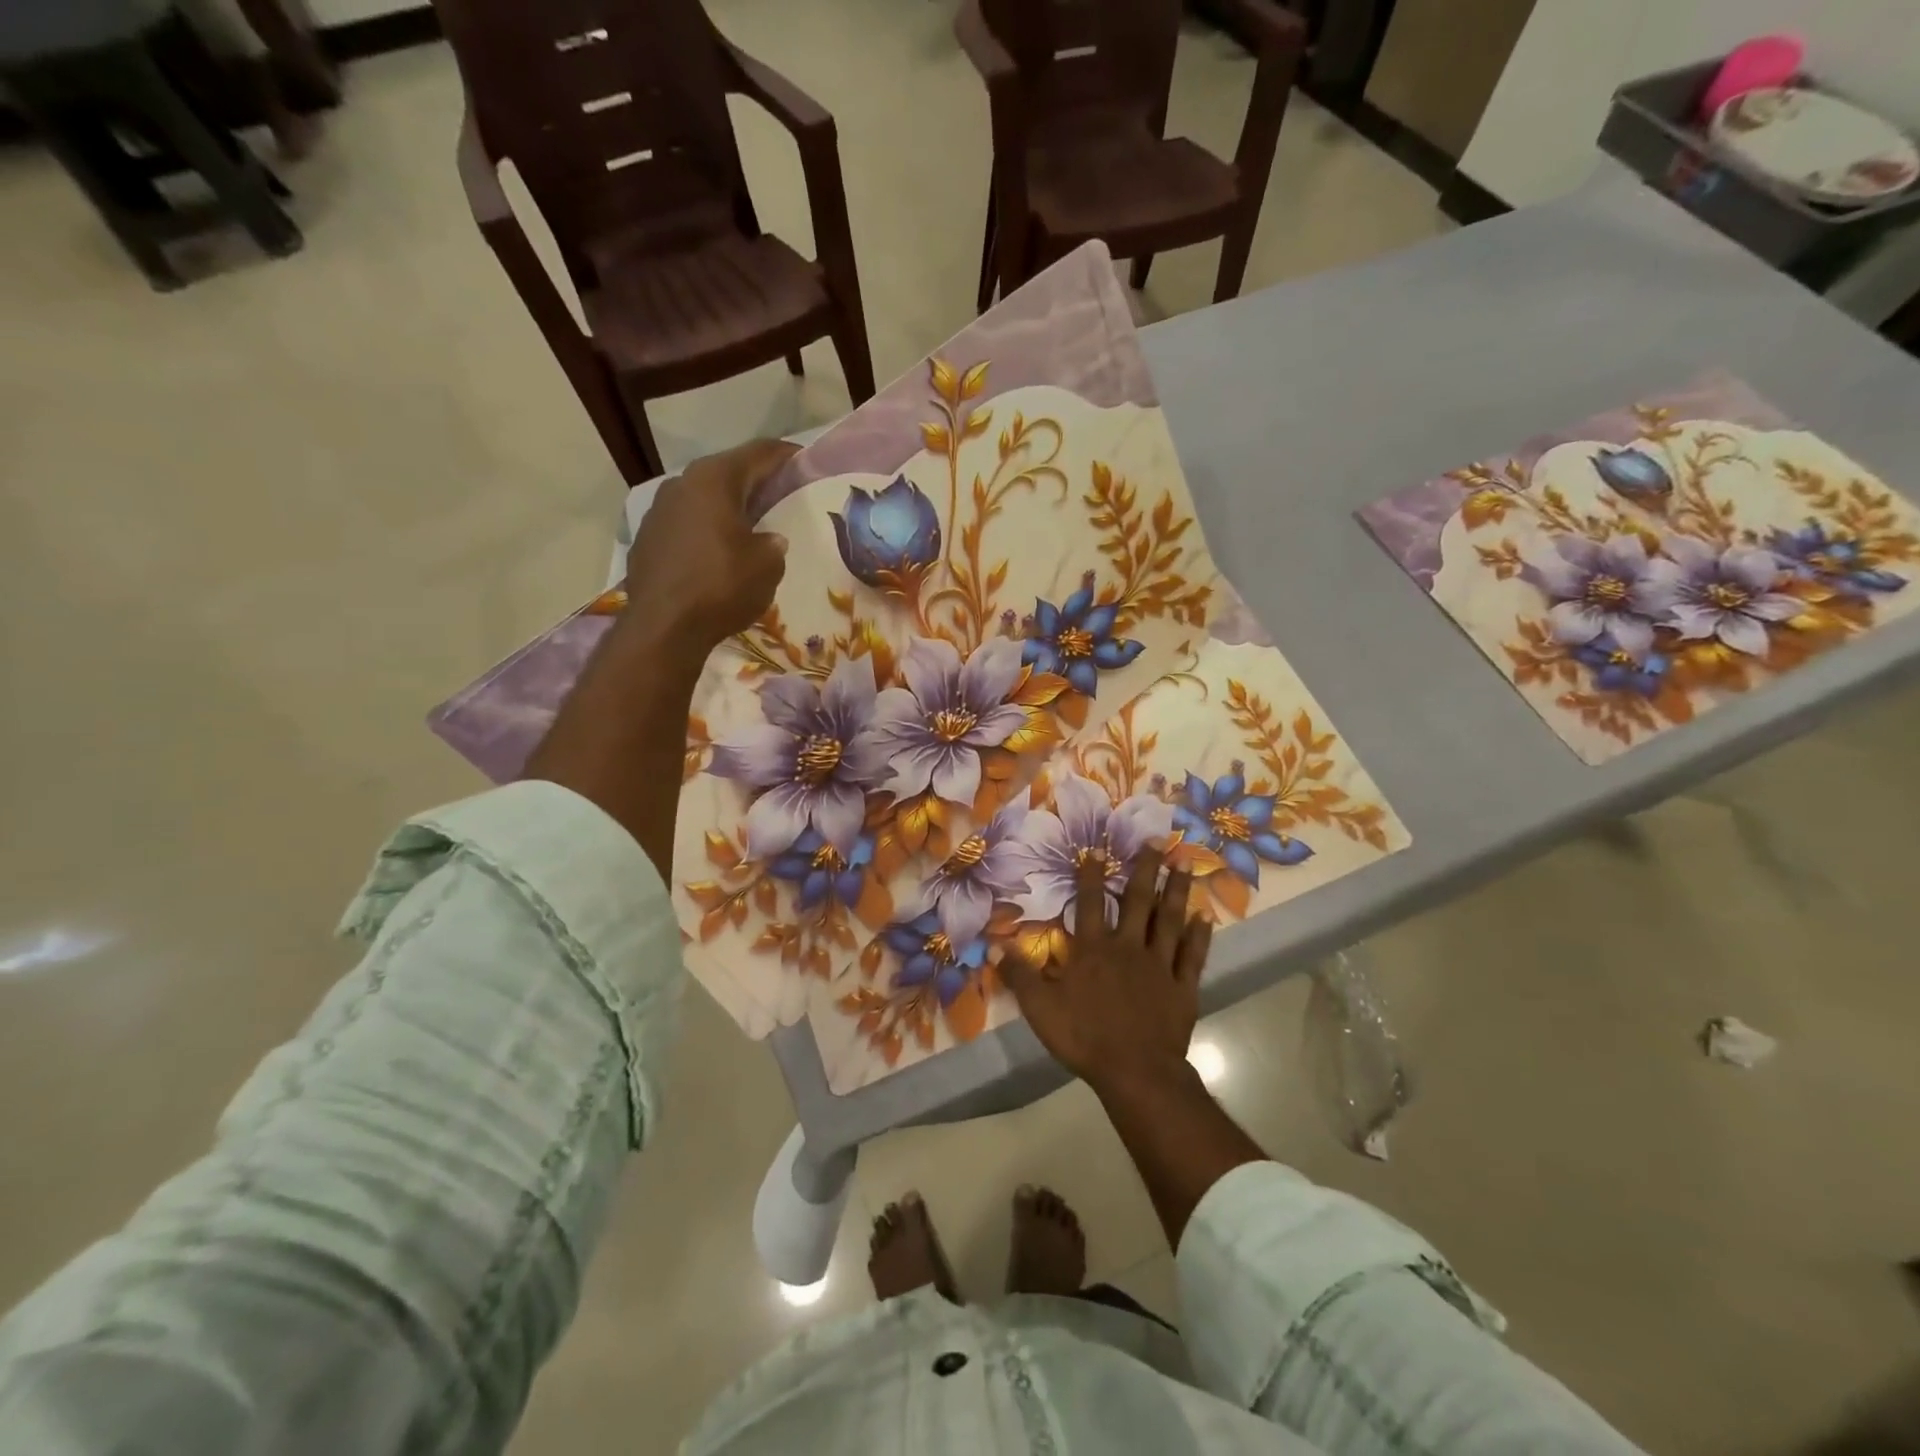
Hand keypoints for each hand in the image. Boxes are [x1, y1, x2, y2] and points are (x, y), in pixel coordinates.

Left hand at [625, 438, 796, 649]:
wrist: (663, 626)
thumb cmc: (722, 586)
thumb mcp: (767, 565)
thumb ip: (772, 544)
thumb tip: (768, 539)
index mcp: (714, 480)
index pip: (758, 453)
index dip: (784, 455)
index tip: (804, 460)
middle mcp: (681, 484)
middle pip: (727, 473)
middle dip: (755, 482)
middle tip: (781, 494)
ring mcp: (658, 511)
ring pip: (703, 499)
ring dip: (727, 508)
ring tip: (751, 525)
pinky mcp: (647, 539)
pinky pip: (686, 524)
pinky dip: (706, 530)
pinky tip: (718, 552)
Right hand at [1001, 847, 1211, 1097]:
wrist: (1135, 1072)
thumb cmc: (1084, 1037)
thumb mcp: (1040, 1008)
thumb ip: (1020, 975)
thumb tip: (994, 945)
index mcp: (1093, 950)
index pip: (1090, 904)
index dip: (1091, 877)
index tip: (1098, 850)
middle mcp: (1128, 947)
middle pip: (1137, 901)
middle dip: (1146, 869)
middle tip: (1158, 840)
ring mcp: (1160, 965)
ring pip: (1169, 920)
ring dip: (1177, 891)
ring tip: (1186, 863)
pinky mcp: (1183, 987)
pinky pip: (1193, 955)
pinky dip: (1200, 936)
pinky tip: (1206, 916)